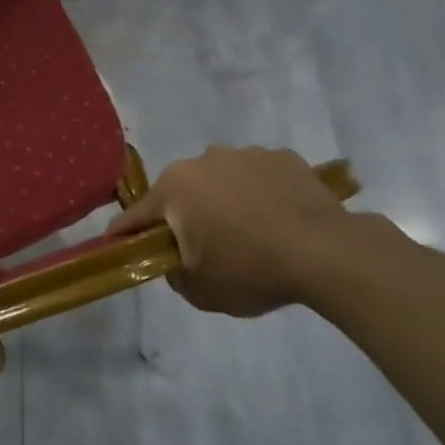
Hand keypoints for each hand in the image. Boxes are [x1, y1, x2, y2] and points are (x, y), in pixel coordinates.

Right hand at [109, 146, 371, 316]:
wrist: (326, 253)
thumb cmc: (250, 270)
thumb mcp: (201, 291)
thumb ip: (175, 274)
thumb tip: (177, 261)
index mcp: (175, 188)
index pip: (136, 215)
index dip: (125, 235)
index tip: (119, 247)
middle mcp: (204, 160)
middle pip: (181, 192)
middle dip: (184, 215)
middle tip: (202, 247)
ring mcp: (246, 154)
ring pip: (222, 180)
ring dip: (224, 200)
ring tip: (250, 232)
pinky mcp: (283, 157)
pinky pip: (259, 177)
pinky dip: (261, 194)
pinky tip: (279, 220)